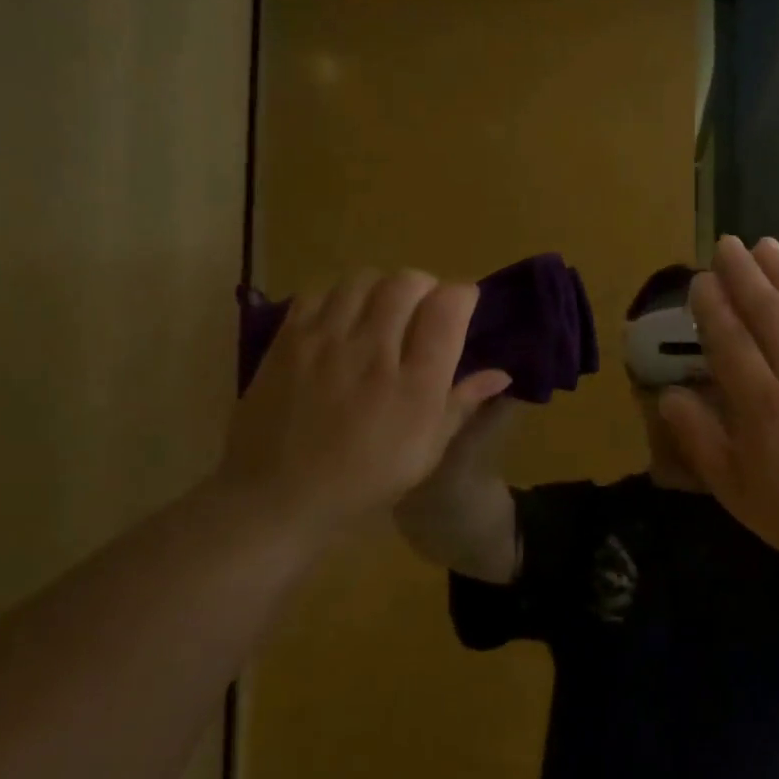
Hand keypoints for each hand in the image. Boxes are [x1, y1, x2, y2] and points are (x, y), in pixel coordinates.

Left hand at [219, 269, 511, 536]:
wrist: (277, 498)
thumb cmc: (363, 482)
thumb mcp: (425, 452)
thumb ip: (462, 404)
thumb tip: (501, 373)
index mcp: (414, 384)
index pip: (448, 308)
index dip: (463, 296)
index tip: (462, 307)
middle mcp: (372, 351)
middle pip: (407, 282)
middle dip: (424, 287)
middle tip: (422, 311)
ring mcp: (325, 341)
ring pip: (363, 279)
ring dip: (382, 288)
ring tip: (380, 313)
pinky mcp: (288, 340)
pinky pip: (320, 292)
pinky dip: (338, 298)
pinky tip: (340, 323)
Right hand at [659, 237, 778, 578]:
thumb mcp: (734, 489)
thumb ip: (700, 438)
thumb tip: (670, 394)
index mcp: (761, 407)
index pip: (731, 342)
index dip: (714, 307)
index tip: (701, 278)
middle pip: (769, 316)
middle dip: (746, 275)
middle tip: (728, 243)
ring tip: (766, 245)